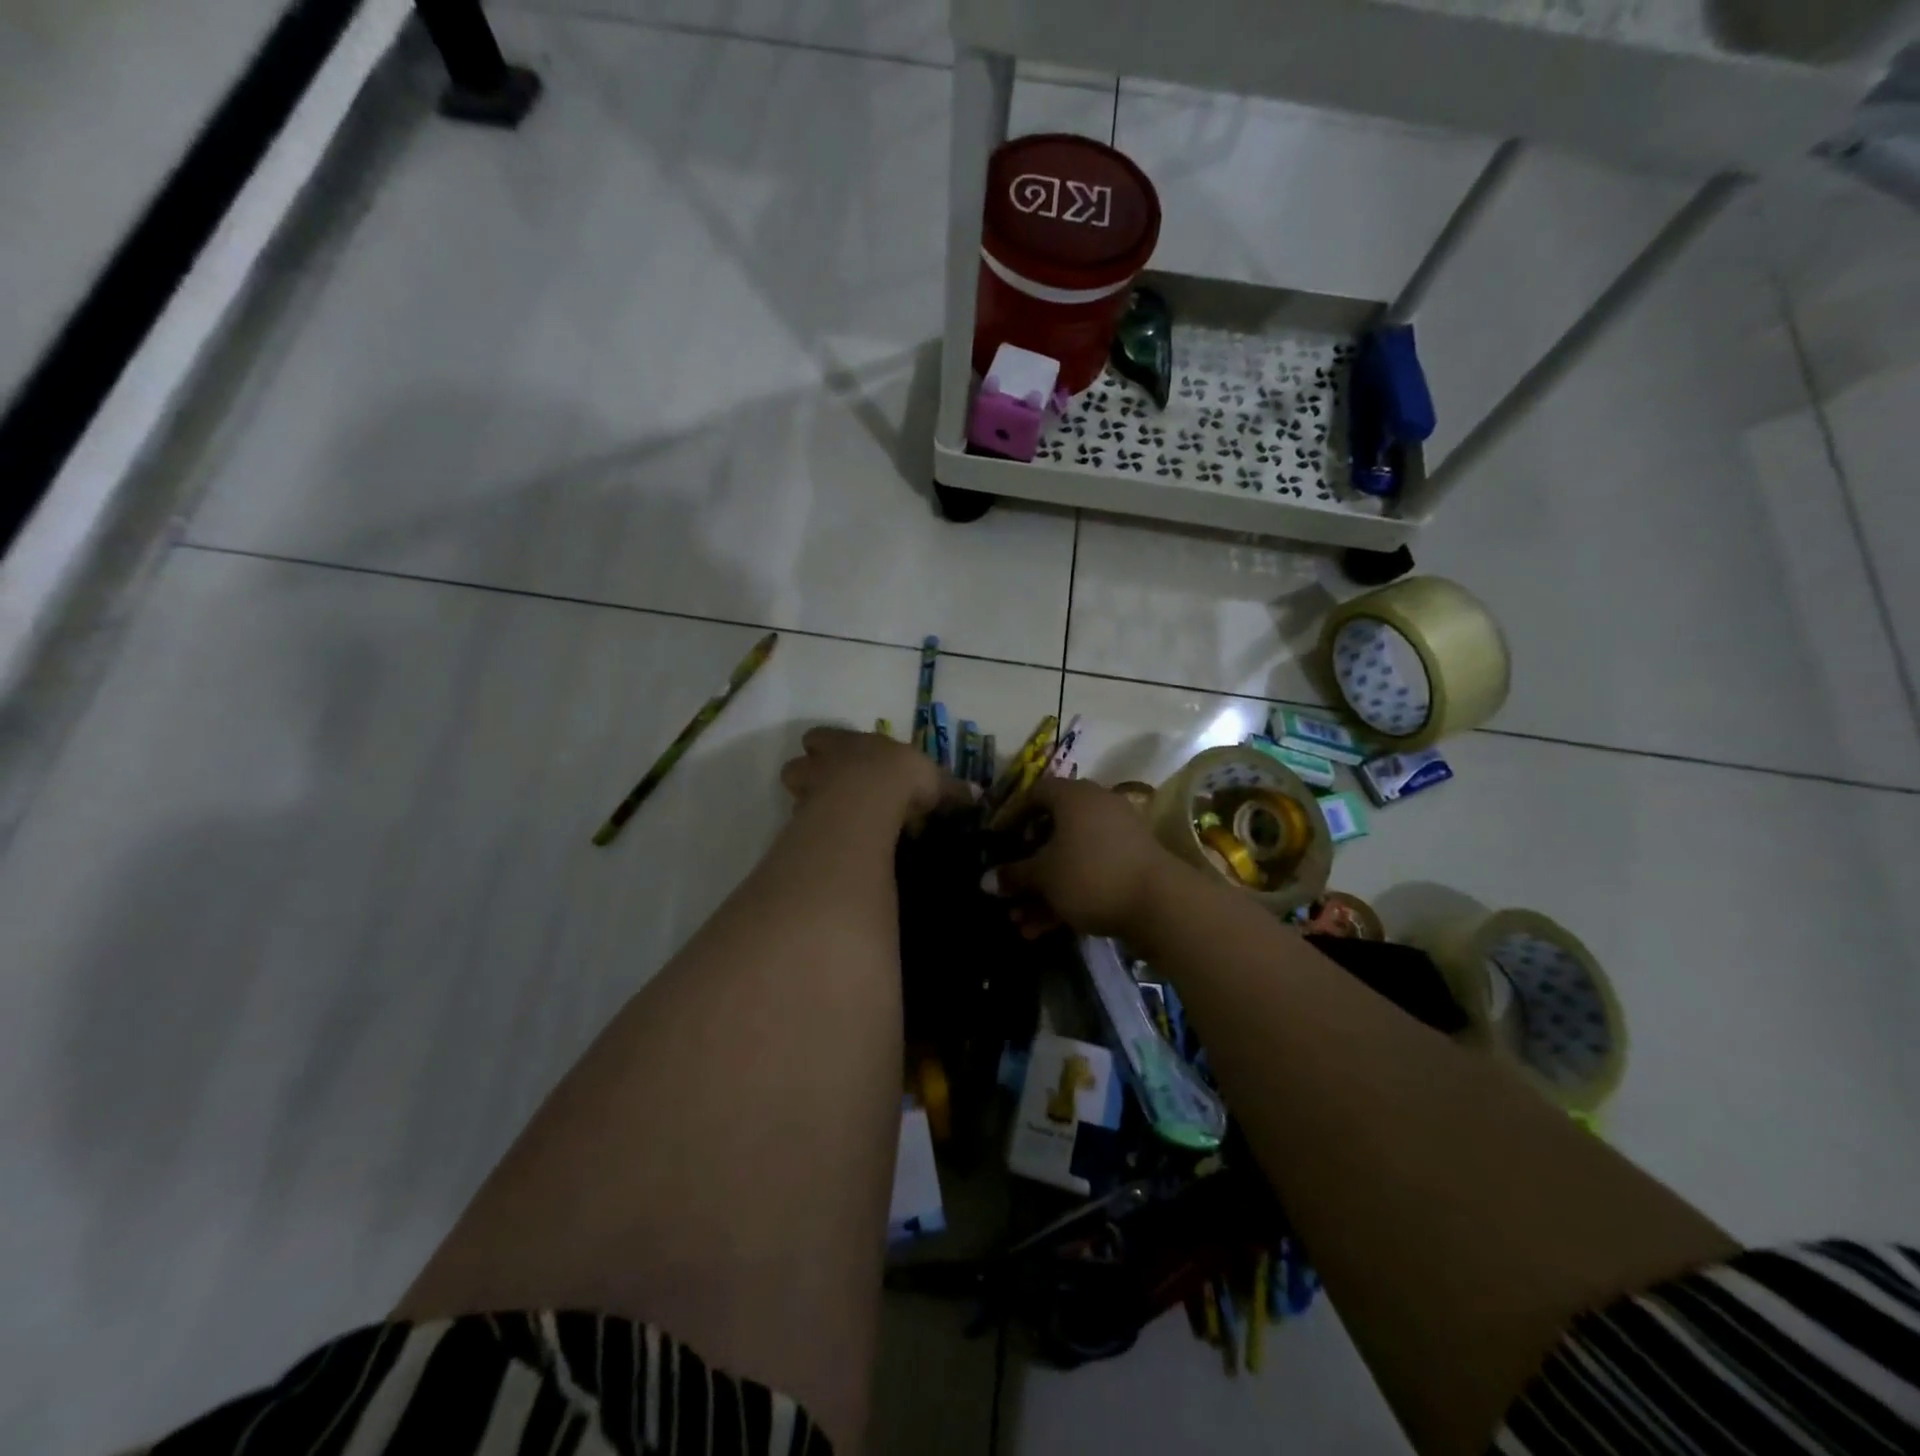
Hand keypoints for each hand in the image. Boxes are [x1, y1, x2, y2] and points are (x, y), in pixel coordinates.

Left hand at [780, 727, 974, 829]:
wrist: (870, 798)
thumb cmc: (900, 778)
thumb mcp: (933, 780)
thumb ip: (950, 789)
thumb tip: (977, 795)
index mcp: (849, 744)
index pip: (824, 738)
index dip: (830, 747)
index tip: (843, 759)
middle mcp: (823, 763)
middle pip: (799, 764)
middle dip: (810, 774)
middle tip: (830, 790)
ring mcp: (808, 791)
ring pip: (794, 791)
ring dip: (807, 801)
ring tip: (828, 819)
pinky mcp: (803, 821)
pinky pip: (800, 824)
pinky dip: (810, 832)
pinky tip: (827, 842)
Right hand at [985, 776, 1183, 938]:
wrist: (1161, 904)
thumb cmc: (1090, 875)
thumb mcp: (1044, 876)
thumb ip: (1014, 875)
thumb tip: (986, 880)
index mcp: (1073, 796)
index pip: (1034, 793)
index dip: (1011, 815)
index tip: (995, 839)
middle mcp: (1095, 807)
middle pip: (1051, 831)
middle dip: (1025, 866)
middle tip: (1007, 887)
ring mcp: (1116, 836)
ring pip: (1069, 859)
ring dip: (1042, 890)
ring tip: (1020, 922)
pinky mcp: (1130, 864)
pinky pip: (1089, 873)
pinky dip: (1066, 895)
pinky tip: (1043, 929)